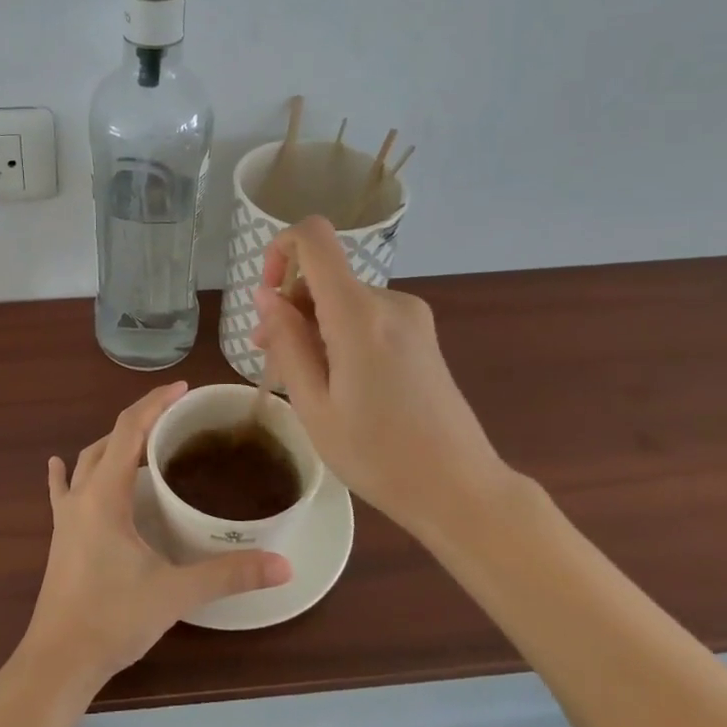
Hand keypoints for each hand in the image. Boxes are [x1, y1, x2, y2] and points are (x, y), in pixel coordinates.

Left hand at [21, 382, 291, 692]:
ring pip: (88, 462)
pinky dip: (68, 473)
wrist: (58, 661)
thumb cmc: (113, 619)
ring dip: (114, 444)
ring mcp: (66, 516)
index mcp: (105, 495)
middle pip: (109, 440)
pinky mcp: (60, 536)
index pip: (129, 430)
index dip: (155, 403)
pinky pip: (62, 491)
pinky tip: (60, 465)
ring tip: (144, 442)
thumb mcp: (175, 593)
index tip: (183, 389)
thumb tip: (282, 565)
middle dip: (140, 420)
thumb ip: (228, 575)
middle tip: (175, 416)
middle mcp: (82, 496)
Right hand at [251, 216, 523, 543]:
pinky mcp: (421, 334)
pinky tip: (338, 381)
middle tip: (271, 360)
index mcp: (359, 314)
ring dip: (313, 326)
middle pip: (325, 276)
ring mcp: (411, 316)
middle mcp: (389, 301)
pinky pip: (365, 316)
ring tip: (304, 381)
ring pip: (342, 299)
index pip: (314, 237)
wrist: (460, 489)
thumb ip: (287, 342)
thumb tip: (266, 295)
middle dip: (290, 308)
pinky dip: (340, 334)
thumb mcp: (314, 405)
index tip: (267, 297)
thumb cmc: (378, 456)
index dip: (281, 250)